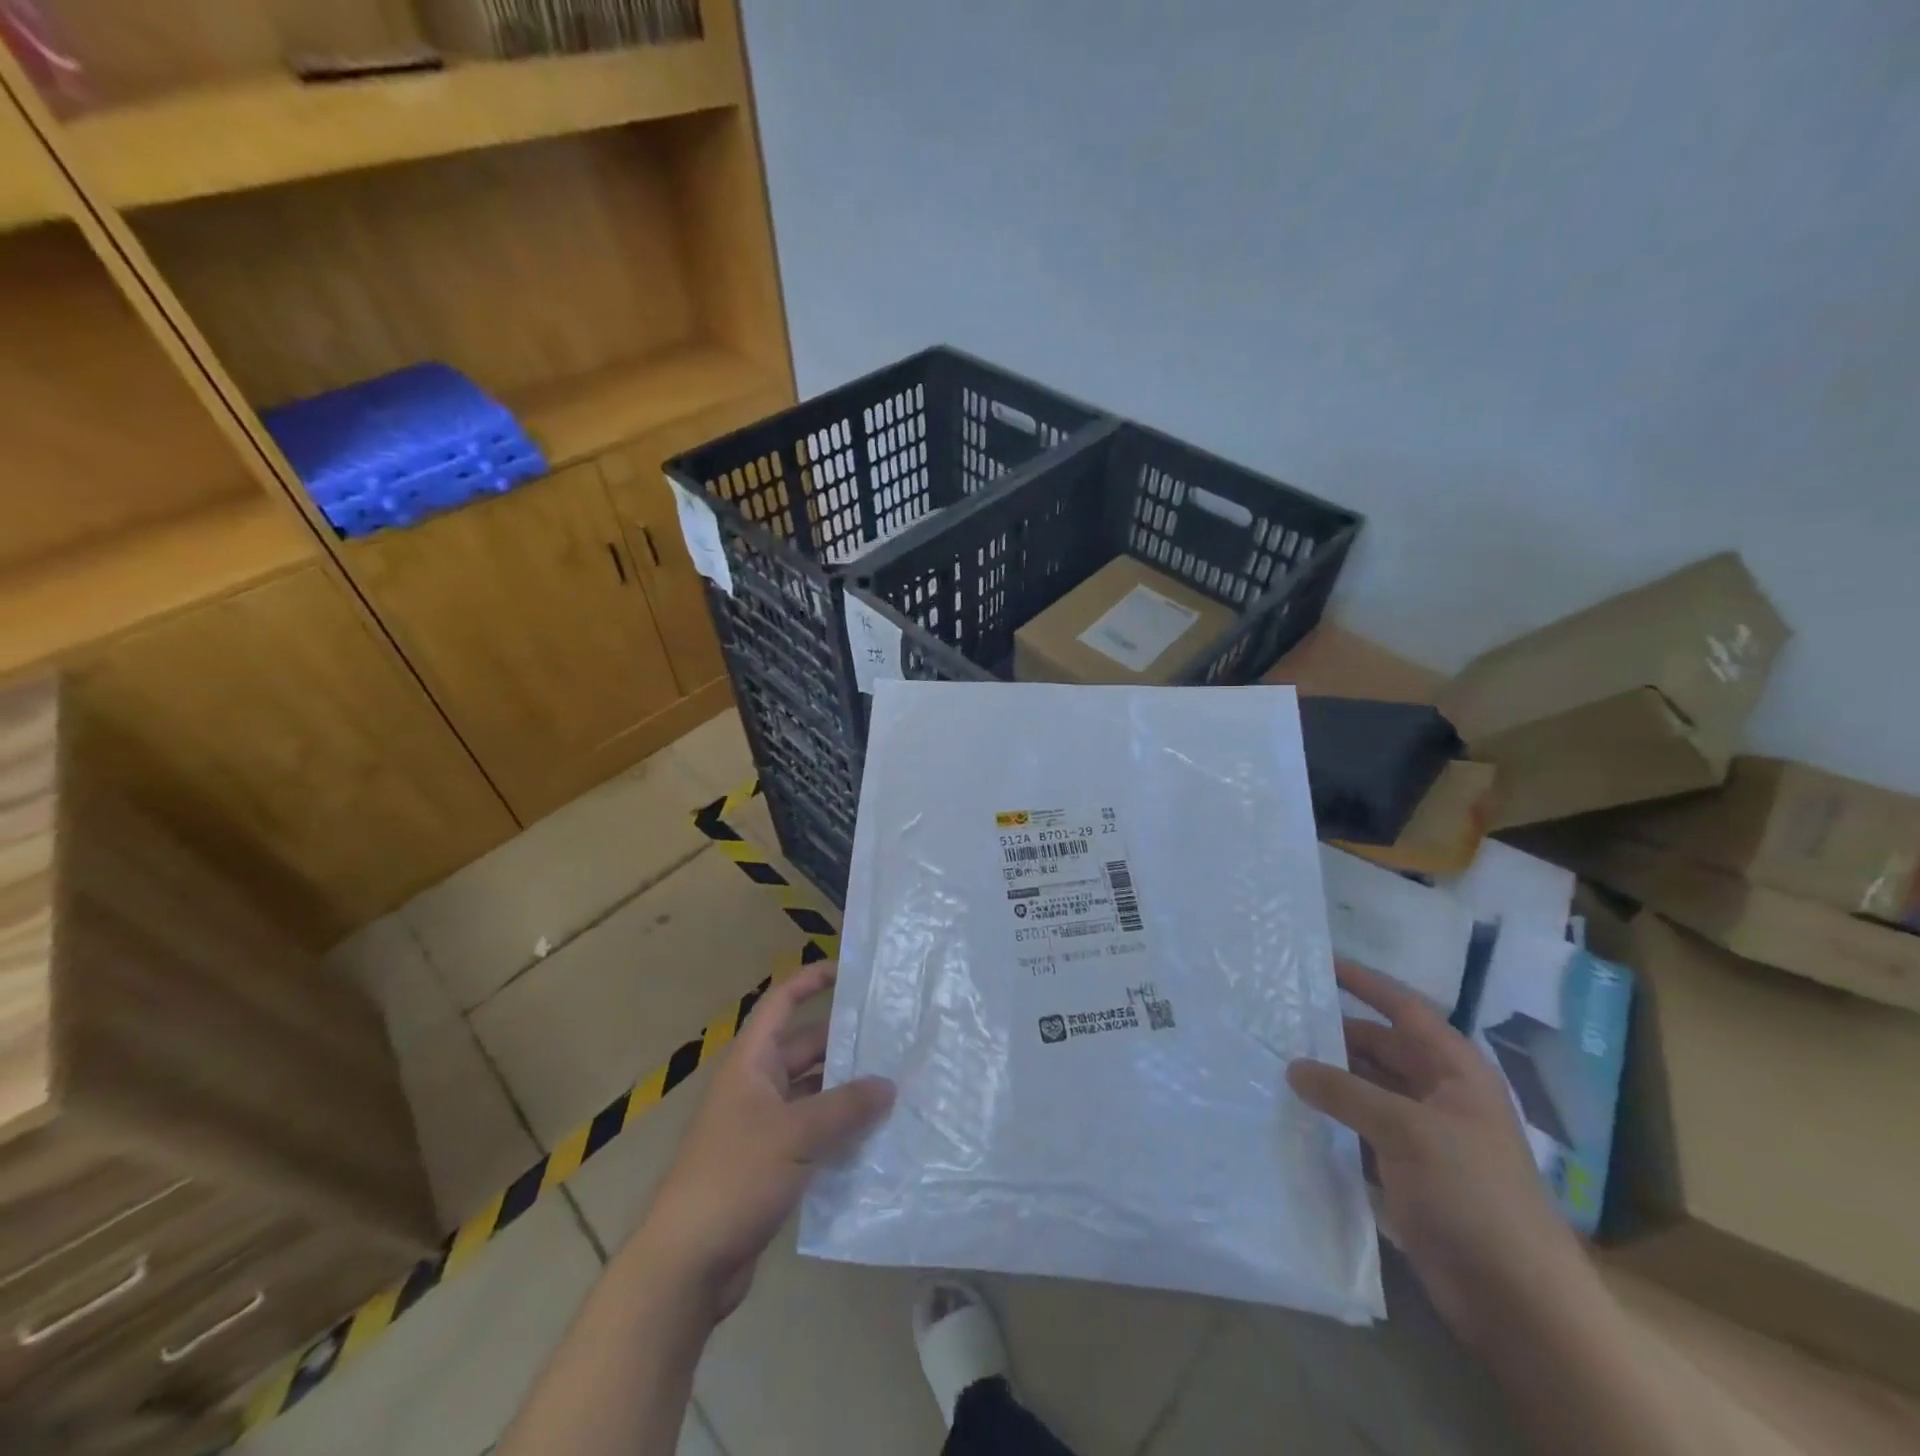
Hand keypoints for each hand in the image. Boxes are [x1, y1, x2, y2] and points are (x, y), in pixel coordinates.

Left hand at [637, 963, 893, 1319]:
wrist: (686, 1263)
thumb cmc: (735, 1178)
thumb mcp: (795, 1135)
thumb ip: (845, 1106)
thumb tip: (888, 1084)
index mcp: (751, 1062)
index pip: (781, 1002)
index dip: (812, 980)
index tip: (851, 972)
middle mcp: (755, 1086)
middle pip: (804, 1048)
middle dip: (844, 1043)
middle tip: (893, 1041)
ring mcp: (761, 1127)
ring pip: (812, 1093)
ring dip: (846, 1092)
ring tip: (895, 1088)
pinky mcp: (770, 1165)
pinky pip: (811, 1133)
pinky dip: (838, 1131)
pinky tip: (874, 1138)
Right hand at [1287, 960, 1590, 1351]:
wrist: (1515, 1299)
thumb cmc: (1472, 1194)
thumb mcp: (1407, 1130)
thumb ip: (1345, 1091)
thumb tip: (1293, 1066)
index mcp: (1456, 1071)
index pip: (1405, 1010)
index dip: (1365, 984)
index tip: (1321, 963)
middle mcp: (1439, 1094)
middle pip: (1380, 1048)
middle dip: (1335, 1034)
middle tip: (1280, 1018)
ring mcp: (1423, 1134)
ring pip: (1366, 1089)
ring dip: (1329, 1078)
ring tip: (1275, 1060)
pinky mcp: (1406, 1171)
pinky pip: (1360, 1129)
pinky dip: (1332, 1118)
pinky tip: (1294, 1111)